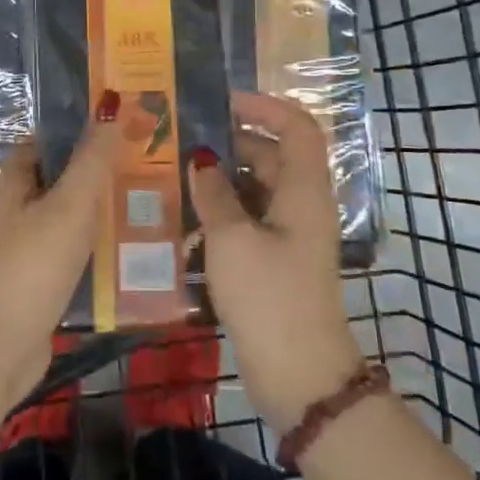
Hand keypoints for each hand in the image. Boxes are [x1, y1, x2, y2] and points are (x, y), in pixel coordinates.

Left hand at [0, 103, 121, 404]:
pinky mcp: (39, 282)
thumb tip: (112, 102)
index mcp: (14, 183)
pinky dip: (97, 248)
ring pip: (70, 218)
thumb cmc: (30, 267)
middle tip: (151, 165)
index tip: (125, 124)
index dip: (82, 129)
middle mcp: (16, 210)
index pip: (48, 141)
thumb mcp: (68, 206)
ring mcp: (25, 248)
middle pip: (62, 179)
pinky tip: (132, 251)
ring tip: (153, 203)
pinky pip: (73, 253)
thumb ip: (93, 159)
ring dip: (103, 212)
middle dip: (101, 172)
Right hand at [189, 91, 360, 430]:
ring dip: (220, 185)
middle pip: (271, 157)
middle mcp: (302, 206)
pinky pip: (249, 222)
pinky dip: (222, 217)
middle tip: (183, 145)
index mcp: (303, 190)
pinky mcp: (277, 262)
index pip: (296, 127)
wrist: (299, 376)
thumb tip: (202, 159)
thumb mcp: (232, 238)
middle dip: (230, 146)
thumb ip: (213, 193)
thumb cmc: (269, 296)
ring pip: (255, 191)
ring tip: (176, 183)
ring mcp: (291, 236)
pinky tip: (186, 228)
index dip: (264, 107)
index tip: (223, 103)